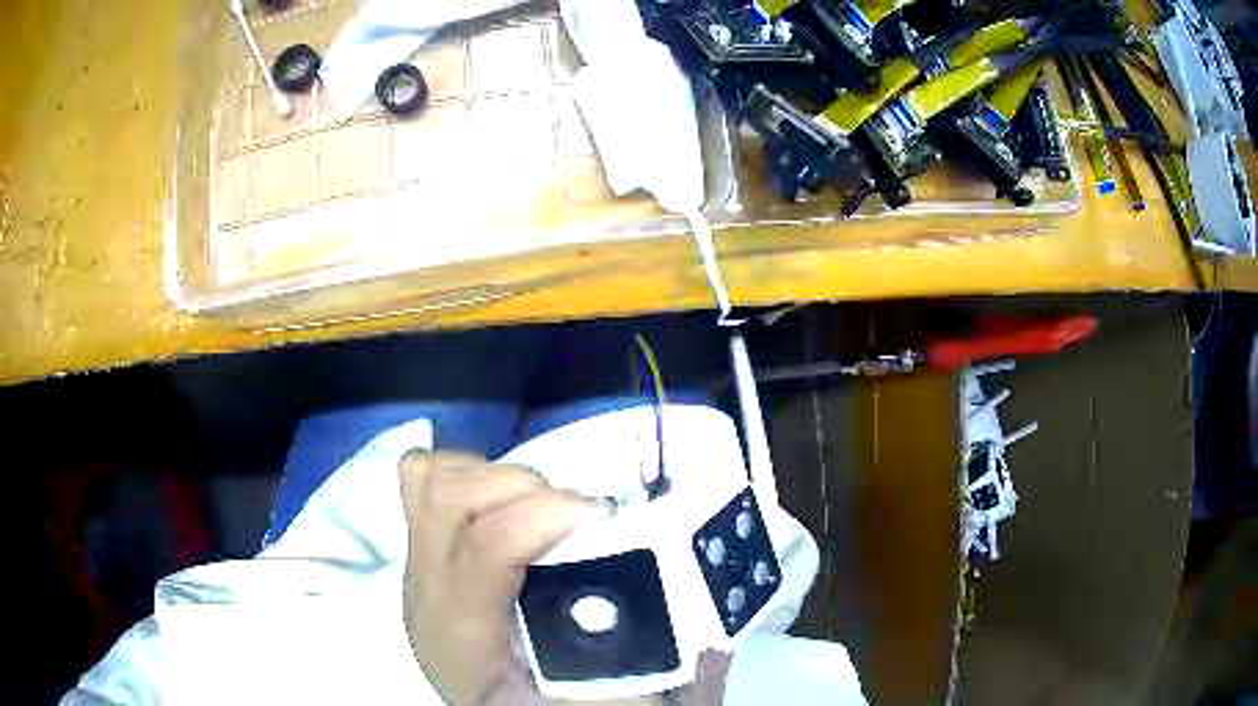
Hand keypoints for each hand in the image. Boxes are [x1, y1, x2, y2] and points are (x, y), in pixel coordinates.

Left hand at [398, 451, 605, 704]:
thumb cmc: (541, 705)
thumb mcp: (588, 692)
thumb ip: (615, 639)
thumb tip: (651, 580)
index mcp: (464, 635)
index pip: (486, 547)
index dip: (547, 513)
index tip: (603, 514)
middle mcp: (427, 593)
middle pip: (449, 498)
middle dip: (524, 487)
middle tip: (576, 516)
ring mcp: (418, 567)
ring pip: (429, 480)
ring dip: (494, 475)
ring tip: (540, 505)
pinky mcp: (422, 552)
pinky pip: (421, 482)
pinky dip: (464, 472)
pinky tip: (502, 501)